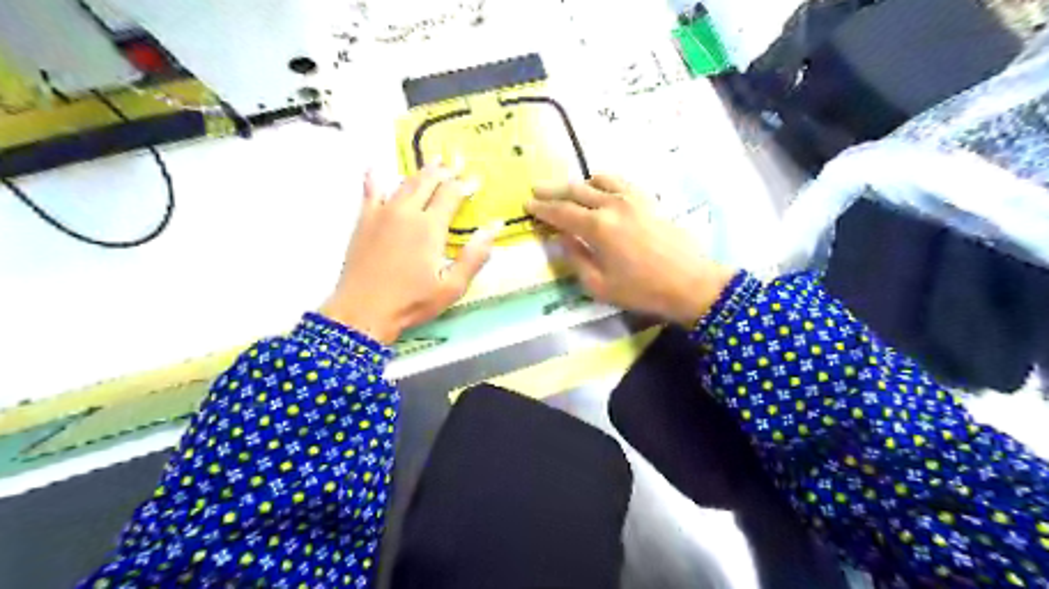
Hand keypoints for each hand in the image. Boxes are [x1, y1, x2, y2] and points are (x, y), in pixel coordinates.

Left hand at [321, 161, 497, 345]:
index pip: (451, 194)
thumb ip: (475, 255)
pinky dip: (375, 177)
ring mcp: (382, 213)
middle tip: (457, 160)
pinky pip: (370, 191)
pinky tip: (375, 168)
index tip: (476, 179)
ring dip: (421, 171)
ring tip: (433, 162)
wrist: (363, 311)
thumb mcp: (452, 286)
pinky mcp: (364, 221)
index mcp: (429, 227)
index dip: (465, 184)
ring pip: (405, 183)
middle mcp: (406, 212)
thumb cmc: (412, 301)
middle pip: (428, 182)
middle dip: (445, 170)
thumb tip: (494, 227)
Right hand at [530, 174, 730, 326]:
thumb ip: (576, 259)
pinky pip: (619, 182)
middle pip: (576, 191)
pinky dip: (603, 181)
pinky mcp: (648, 200)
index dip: (542, 208)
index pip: (561, 212)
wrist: (691, 283)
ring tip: (567, 190)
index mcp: (597, 227)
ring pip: (597, 180)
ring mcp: (632, 199)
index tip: (527, 204)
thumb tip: (563, 239)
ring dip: (578, 183)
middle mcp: (612, 205)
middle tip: (536, 189)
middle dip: (553, 190)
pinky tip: (599, 187)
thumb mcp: (599, 286)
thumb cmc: (642, 290)